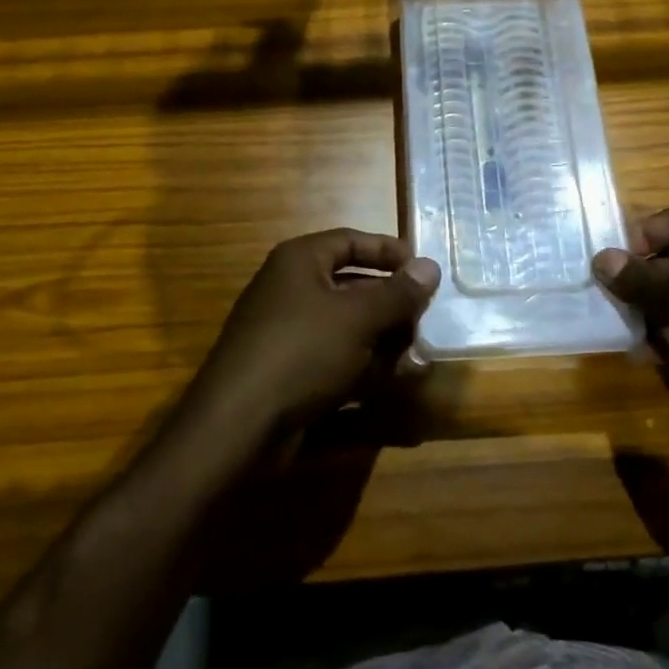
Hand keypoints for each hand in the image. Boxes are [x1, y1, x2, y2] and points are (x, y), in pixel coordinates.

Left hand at [182, 229, 439, 457]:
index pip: (350, 241)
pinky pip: (336, 358)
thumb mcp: (357, 318)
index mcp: (300, 261)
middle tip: (428, 319)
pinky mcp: (290, 372)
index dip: (388, 251)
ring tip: (419, 356)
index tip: (424, 269)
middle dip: (392, 304)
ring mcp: (289, 333)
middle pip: (353, 285)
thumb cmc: (301, 352)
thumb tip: (430, 266)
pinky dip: (364, 367)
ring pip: (348, 327)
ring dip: (384, 340)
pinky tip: (394, 382)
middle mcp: (292, 290)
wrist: (237, 427)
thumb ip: (397, 293)